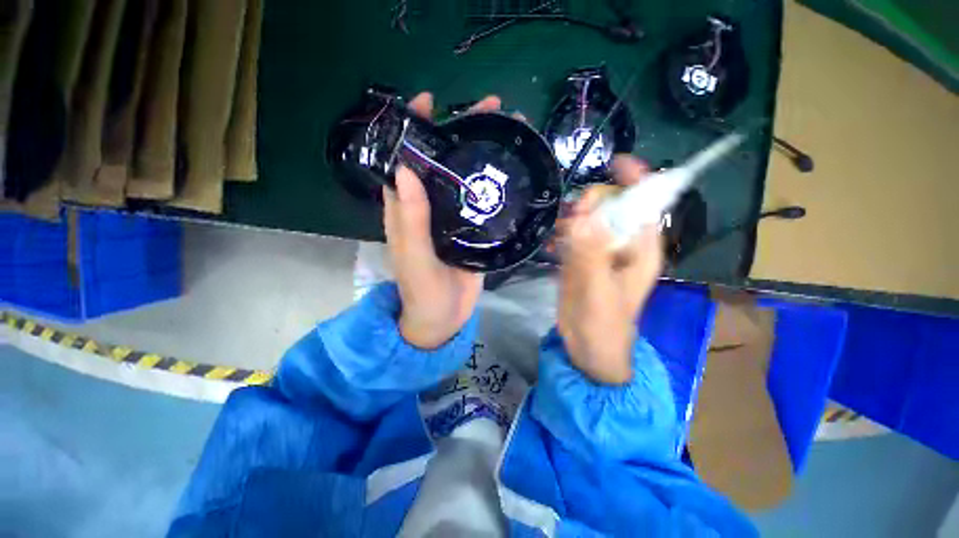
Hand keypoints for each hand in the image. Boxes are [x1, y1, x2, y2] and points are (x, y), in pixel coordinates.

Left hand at [383, 92, 501, 348]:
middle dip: (460, 133)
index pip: (406, 161)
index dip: (415, 130)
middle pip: (442, 163)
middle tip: (488, 108)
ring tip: (507, 130)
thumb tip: (405, 170)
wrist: (444, 319)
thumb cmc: (423, 293)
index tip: (431, 101)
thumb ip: (411, 220)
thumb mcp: (415, 257)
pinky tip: (511, 170)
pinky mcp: (473, 230)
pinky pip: (482, 201)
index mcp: (407, 210)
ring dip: (481, 153)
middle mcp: (429, 208)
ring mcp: (454, 218)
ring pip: (465, 178)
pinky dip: (494, 183)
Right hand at [557, 155, 663, 383]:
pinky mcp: (582, 261)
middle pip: (613, 209)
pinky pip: (573, 237)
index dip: (637, 181)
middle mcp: (623, 246)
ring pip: (590, 221)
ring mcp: (600, 253)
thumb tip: (582, 218)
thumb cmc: (603, 326)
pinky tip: (550, 243)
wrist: (588, 349)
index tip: (615, 162)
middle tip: (571, 216)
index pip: (646, 205)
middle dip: (593, 204)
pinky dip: (561, 235)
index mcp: (641, 250)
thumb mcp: (597, 291)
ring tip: (557, 230)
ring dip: (573, 218)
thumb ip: (591, 256)